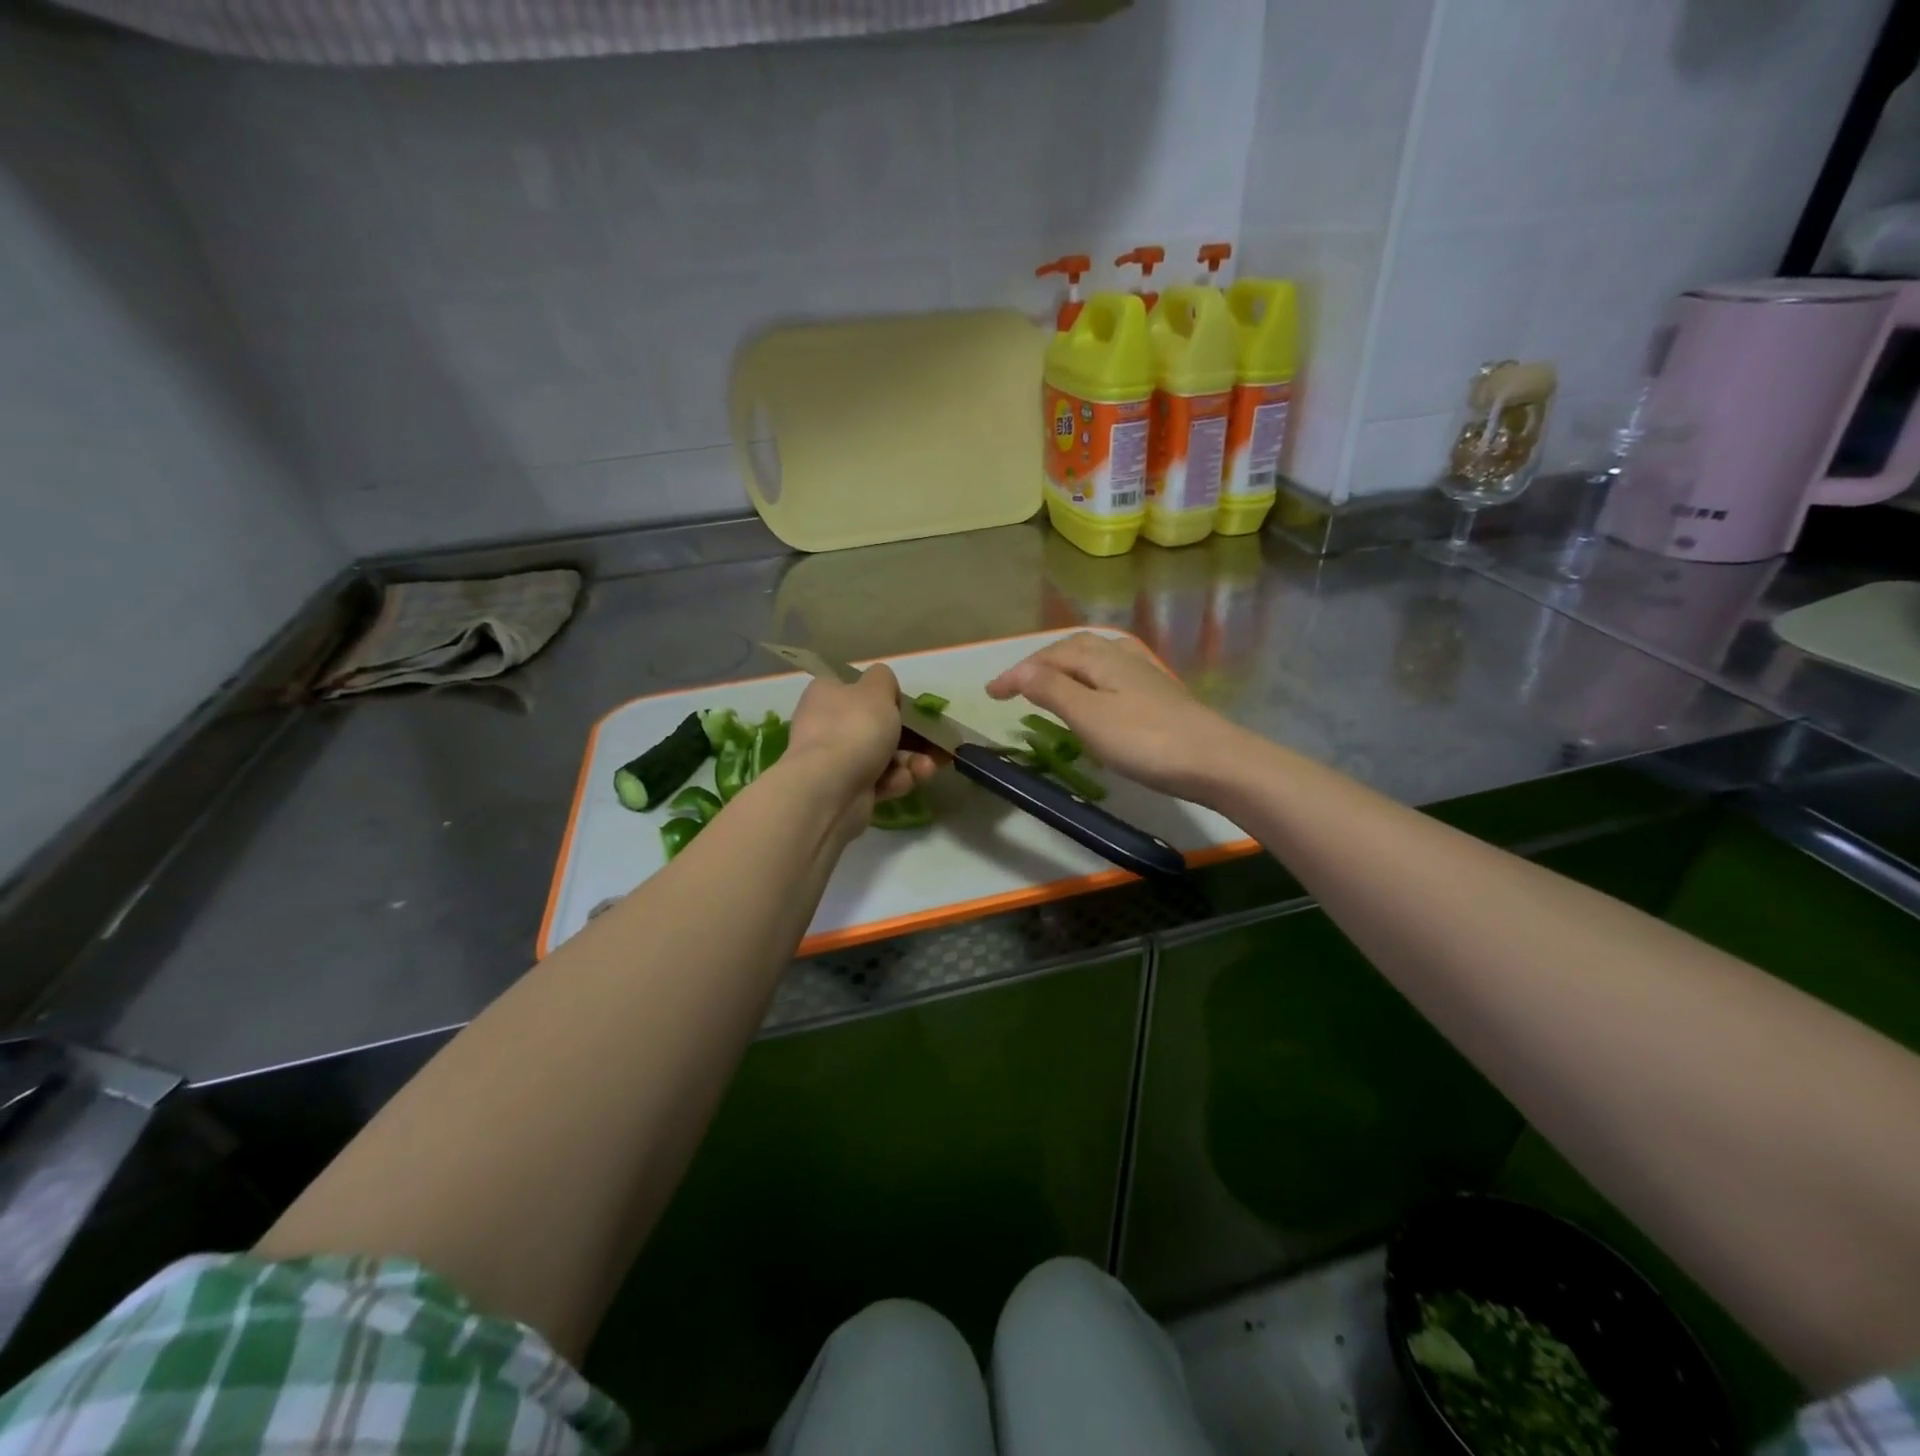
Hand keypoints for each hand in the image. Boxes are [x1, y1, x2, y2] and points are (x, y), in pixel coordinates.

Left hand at [784, 664, 939, 835]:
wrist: (830, 789)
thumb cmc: (855, 728)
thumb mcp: (877, 689)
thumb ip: (884, 680)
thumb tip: (884, 689)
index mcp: (826, 694)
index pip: (855, 689)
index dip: (883, 696)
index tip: (905, 706)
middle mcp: (826, 725)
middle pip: (875, 726)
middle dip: (910, 735)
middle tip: (933, 740)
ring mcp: (835, 760)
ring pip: (883, 755)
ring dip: (911, 760)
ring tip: (928, 767)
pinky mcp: (846, 790)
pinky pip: (879, 780)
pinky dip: (896, 780)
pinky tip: (908, 781)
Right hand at [987, 633, 1246, 802]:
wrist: (1214, 761)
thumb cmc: (1145, 740)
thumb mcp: (1089, 716)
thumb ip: (1052, 690)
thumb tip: (1020, 671)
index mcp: (1101, 657)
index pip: (1048, 657)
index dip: (1017, 673)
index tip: (990, 693)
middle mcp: (1121, 655)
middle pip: (1072, 649)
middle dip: (1039, 663)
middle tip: (1014, 685)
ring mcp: (1144, 673)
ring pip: (1094, 658)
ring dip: (1064, 667)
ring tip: (1047, 683)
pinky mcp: (1158, 692)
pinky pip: (1110, 673)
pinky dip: (1088, 677)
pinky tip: (1095, 692)